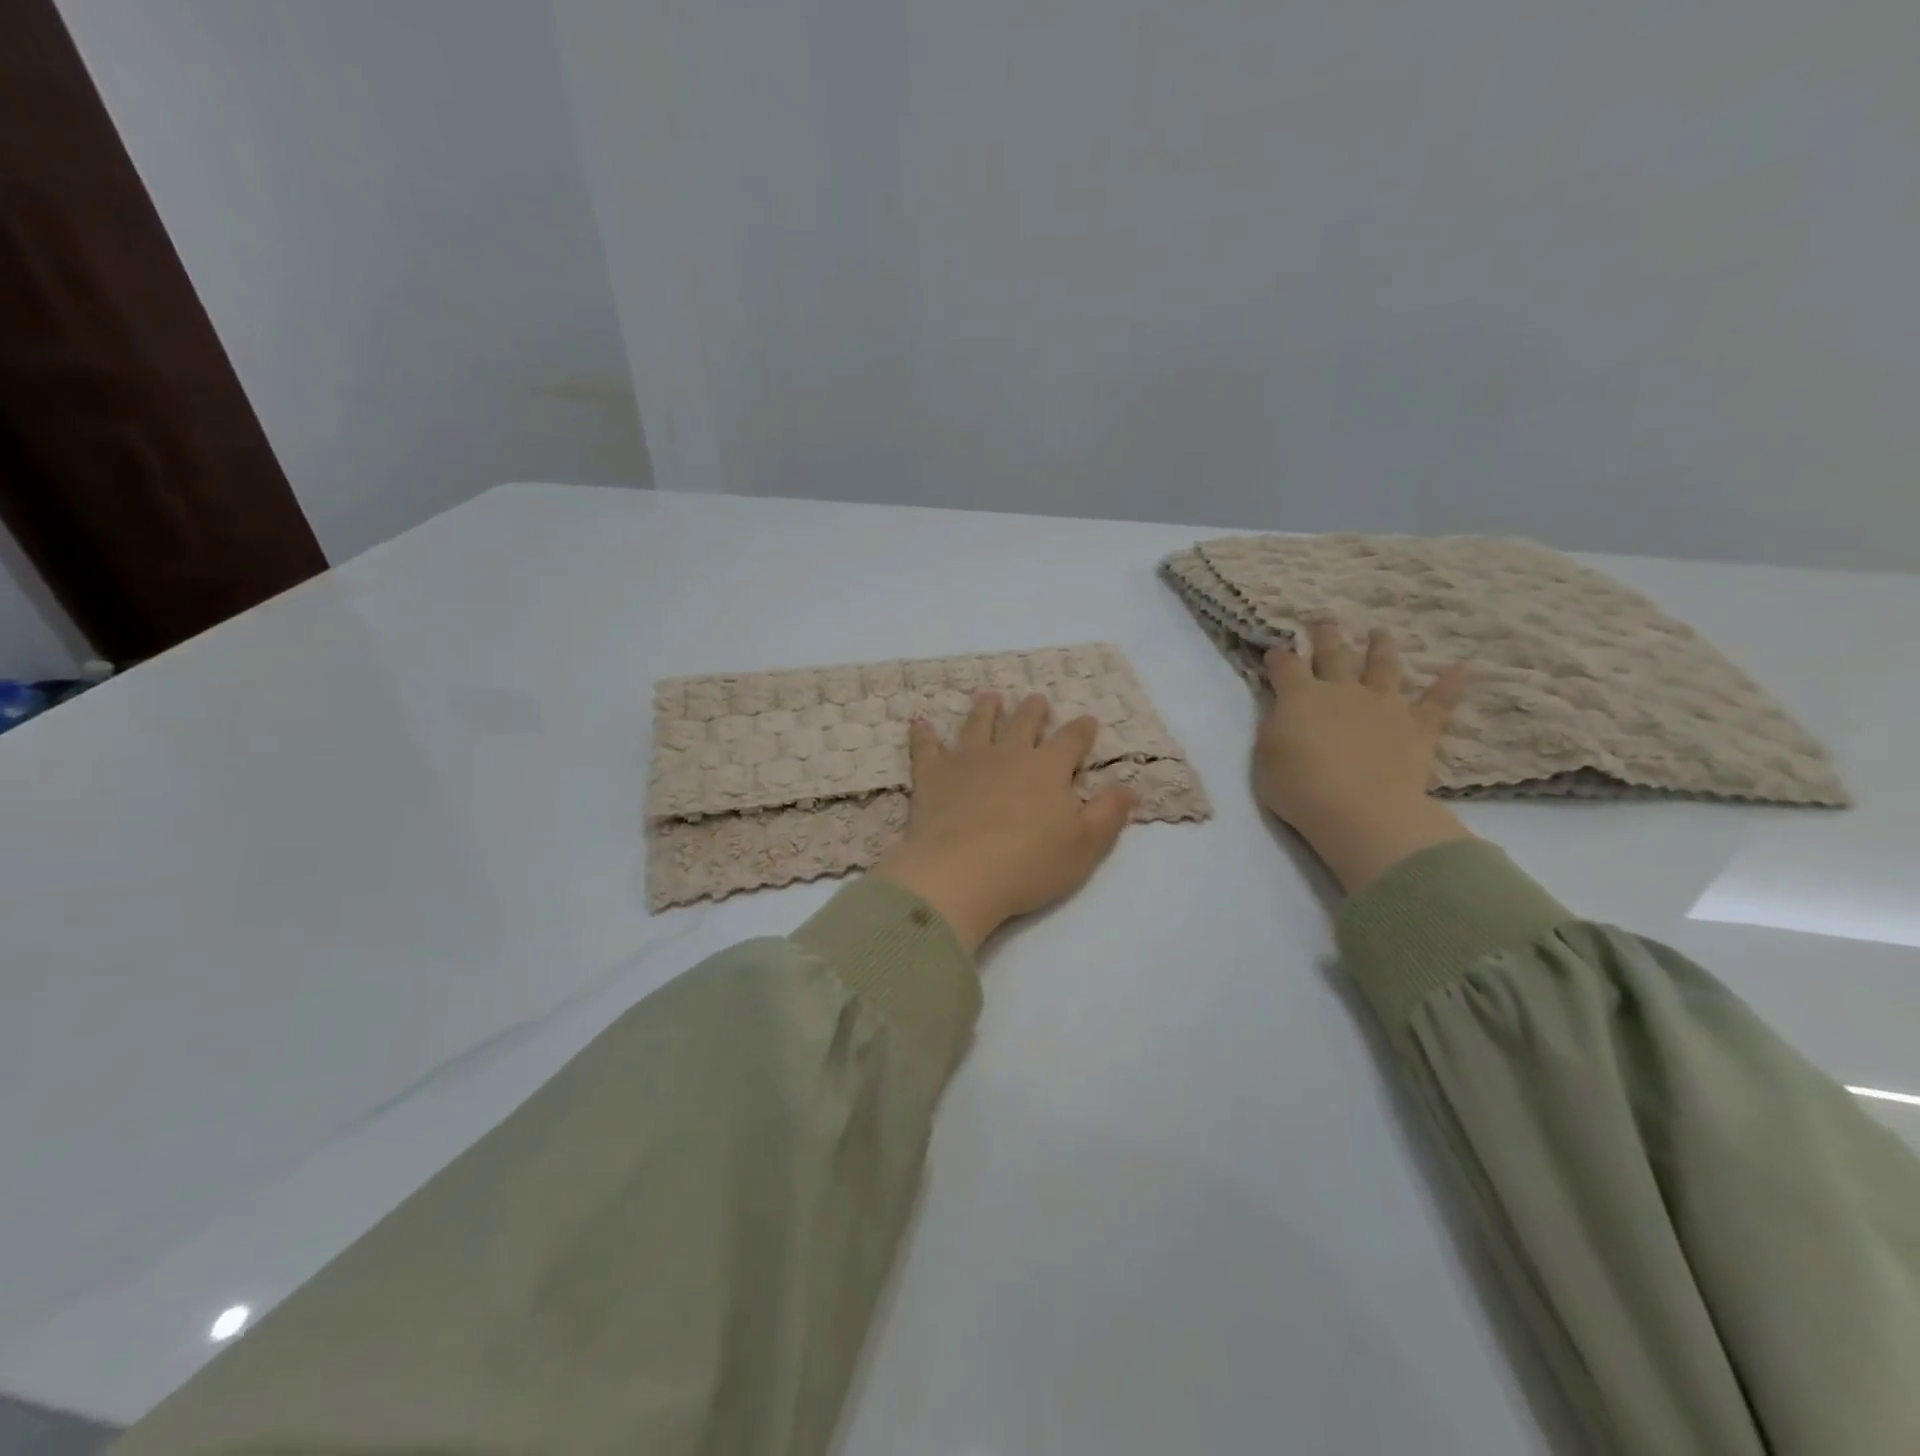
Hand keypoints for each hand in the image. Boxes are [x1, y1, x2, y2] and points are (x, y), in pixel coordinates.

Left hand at [870, 692, 1135, 951]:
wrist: (960, 873)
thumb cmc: (1030, 863)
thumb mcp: (1085, 845)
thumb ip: (1108, 813)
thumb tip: (1129, 787)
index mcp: (1047, 769)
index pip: (1070, 740)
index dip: (1081, 730)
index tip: (1088, 720)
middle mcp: (1008, 754)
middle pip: (1023, 723)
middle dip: (1033, 710)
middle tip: (1036, 699)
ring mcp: (966, 761)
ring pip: (978, 725)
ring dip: (985, 709)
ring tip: (990, 696)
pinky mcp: (931, 776)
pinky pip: (926, 747)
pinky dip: (923, 734)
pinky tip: (920, 723)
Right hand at [1255, 622, 1473, 893]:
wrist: (1360, 811)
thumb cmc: (1300, 788)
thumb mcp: (1266, 756)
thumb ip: (1275, 727)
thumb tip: (1284, 709)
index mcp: (1300, 697)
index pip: (1285, 666)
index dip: (1278, 657)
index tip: (1274, 651)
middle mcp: (1342, 691)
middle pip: (1334, 654)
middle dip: (1327, 637)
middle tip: (1325, 622)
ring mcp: (1383, 705)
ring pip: (1383, 667)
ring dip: (1381, 648)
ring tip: (1380, 634)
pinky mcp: (1417, 727)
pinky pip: (1438, 702)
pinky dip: (1450, 684)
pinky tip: (1463, 668)